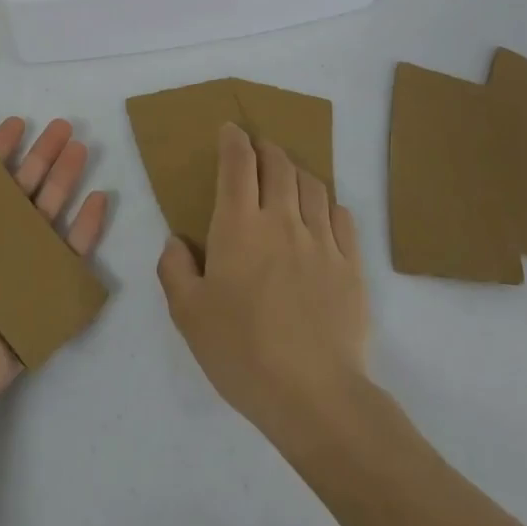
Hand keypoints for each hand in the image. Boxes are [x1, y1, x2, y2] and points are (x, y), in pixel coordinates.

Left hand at [0, 117, 109, 421]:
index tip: (18, 123)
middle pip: (22, 188)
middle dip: (43, 155)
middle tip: (65, 126)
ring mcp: (17, 266)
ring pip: (50, 212)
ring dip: (66, 179)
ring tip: (82, 149)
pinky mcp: (42, 293)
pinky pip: (71, 254)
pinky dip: (87, 227)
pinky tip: (99, 198)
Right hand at [157, 123, 369, 443]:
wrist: (315, 396)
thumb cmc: (242, 352)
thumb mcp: (187, 314)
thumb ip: (174, 269)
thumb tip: (177, 241)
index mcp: (239, 226)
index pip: (238, 164)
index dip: (233, 140)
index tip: (230, 130)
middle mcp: (282, 221)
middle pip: (279, 165)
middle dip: (266, 148)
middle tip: (258, 149)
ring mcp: (322, 242)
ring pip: (313, 185)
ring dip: (297, 171)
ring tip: (289, 176)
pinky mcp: (352, 266)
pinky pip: (342, 218)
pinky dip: (329, 204)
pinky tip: (323, 214)